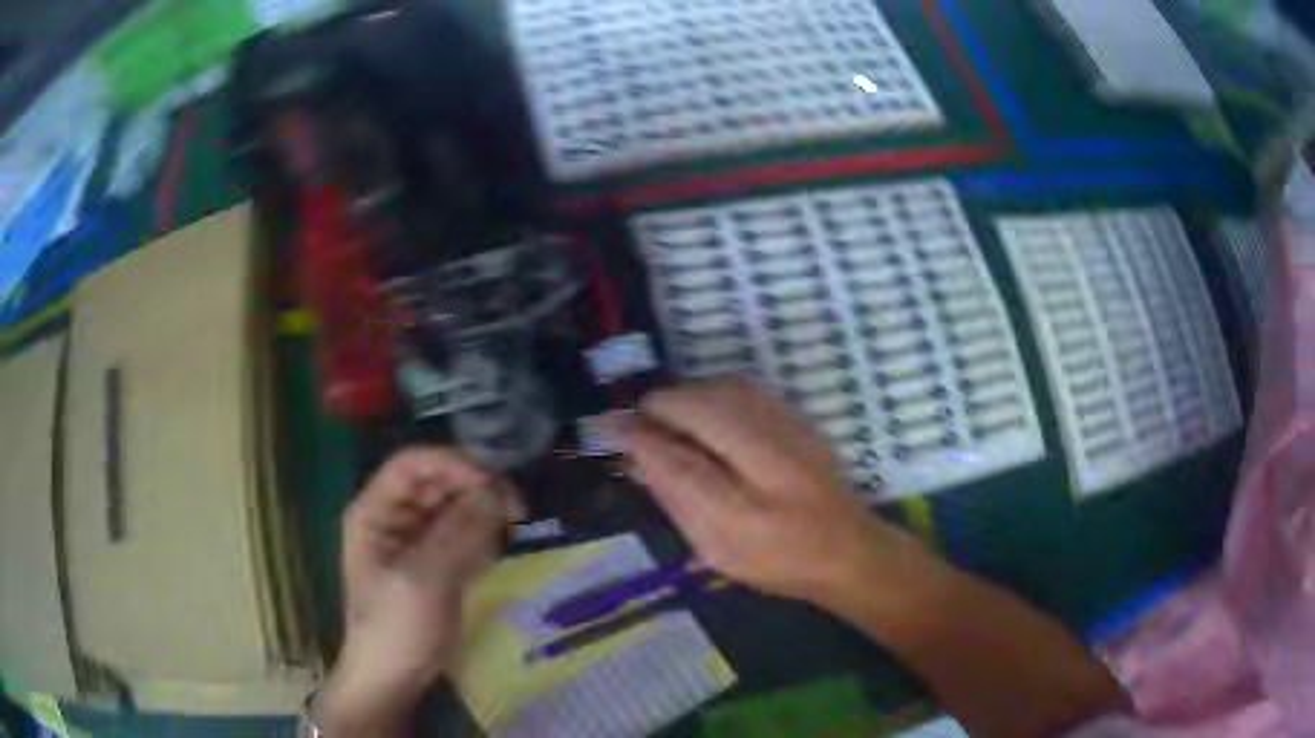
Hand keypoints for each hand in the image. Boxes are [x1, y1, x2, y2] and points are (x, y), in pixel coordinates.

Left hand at [315, 448, 523, 735]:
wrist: (393, 679)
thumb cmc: (396, 629)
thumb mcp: (423, 581)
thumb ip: (456, 534)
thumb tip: (494, 493)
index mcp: (376, 511)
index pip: (414, 464)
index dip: (453, 465)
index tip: (494, 486)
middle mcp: (396, 516)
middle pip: (439, 481)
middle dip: (477, 488)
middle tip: (517, 509)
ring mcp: (417, 539)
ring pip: (457, 505)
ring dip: (485, 512)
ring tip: (511, 532)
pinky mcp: (438, 560)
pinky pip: (465, 532)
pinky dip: (484, 536)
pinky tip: (496, 553)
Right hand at [618, 378, 934, 608]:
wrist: (849, 549)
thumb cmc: (779, 562)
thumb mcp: (717, 548)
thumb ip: (676, 498)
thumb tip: (637, 454)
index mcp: (748, 510)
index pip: (678, 458)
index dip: (638, 437)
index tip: (608, 428)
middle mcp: (773, 461)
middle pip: (702, 408)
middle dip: (660, 407)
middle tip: (638, 424)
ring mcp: (793, 431)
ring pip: (724, 389)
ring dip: (686, 395)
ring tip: (666, 417)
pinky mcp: (800, 418)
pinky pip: (746, 388)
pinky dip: (713, 392)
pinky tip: (704, 411)